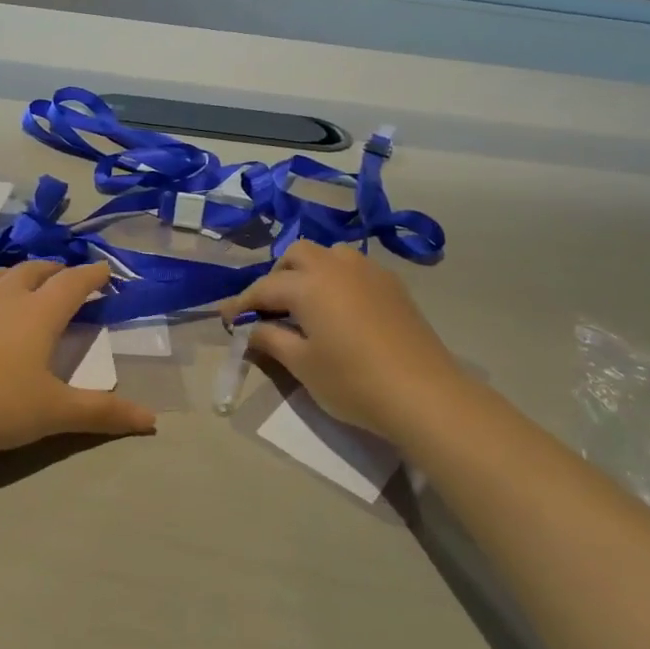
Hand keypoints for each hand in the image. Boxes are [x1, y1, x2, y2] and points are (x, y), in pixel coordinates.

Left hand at [0, 261, 156, 458]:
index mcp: (39, 313)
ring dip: (16, 274)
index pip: (74, 283)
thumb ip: (103, 414)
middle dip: (55, 270)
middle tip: (66, 278)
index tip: (106, 270)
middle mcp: (5, 296)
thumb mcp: (54, 413)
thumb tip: (153, 421)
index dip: (93, 275)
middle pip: (35, 270)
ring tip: (22, 283)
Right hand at [219, 241, 468, 440]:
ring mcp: (369, 271)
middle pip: (297, 254)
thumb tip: (252, 329)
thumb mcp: (302, 365)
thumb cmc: (353, 381)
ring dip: (309, 271)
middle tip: (270, 308)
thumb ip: (271, 340)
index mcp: (308, 284)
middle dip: (277, 276)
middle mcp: (336, 266)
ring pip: (329, 255)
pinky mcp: (393, 285)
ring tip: (306, 304)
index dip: (241, 303)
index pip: (264, 288)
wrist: (424, 393)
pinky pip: (354, 268)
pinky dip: (337, 279)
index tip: (226, 318)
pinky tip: (340, 309)